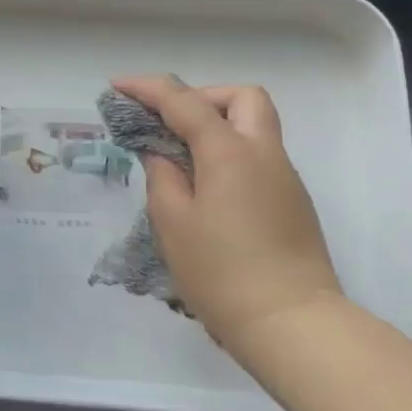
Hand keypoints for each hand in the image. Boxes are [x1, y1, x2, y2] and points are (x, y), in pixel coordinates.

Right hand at [112, 75, 340, 344]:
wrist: (292, 324)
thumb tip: (162, 154)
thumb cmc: (222, 273)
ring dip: (218, 125)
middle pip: (241, 97)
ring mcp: (284, 177)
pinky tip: (208, 188)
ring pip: (255, 125)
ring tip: (183, 158)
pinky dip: (231, 152)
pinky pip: (259, 156)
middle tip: (170, 123)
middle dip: (202, 97)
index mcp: (229, 152)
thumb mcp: (173, 223)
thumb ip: (162, 176)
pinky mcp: (293, 202)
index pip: (183, 101)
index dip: (147, 88)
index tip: (117, 86)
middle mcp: (263, 153)